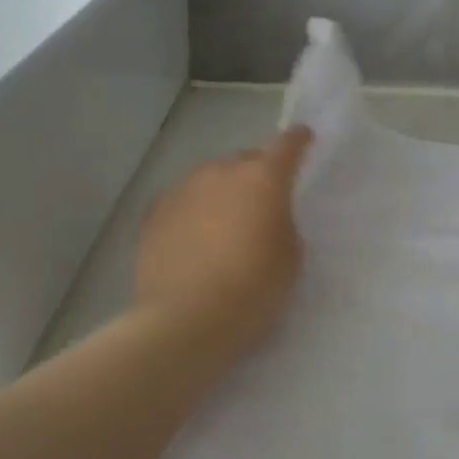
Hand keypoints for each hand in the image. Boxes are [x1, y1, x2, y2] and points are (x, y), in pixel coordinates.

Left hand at [134, 127, 312, 356]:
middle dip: (257, 175)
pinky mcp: (154, 215)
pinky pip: (183, 203)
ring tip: (226, 225)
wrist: (187, 321)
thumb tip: (266, 216)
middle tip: (264, 202)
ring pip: (210, 181)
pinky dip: (194, 212)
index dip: (298, 141)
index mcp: (263, 178)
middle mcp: (221, 172)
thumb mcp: (291, 256)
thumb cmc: (254, 289)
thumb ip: (283, 222)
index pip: (286, 145)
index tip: (304, 138)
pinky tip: (196, 238)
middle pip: (244, 161)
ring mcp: (183, 191)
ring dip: (222, 194)